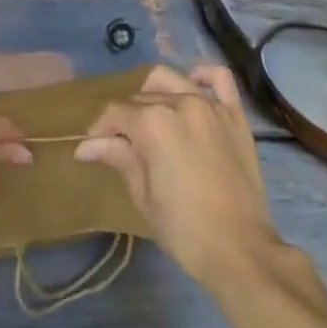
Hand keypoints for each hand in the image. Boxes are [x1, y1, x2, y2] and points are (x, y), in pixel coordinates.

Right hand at [75, 64, 283, 290]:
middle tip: (124, 145)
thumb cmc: (185, 230)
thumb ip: (119, 158)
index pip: (116, 112)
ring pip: (173, 81)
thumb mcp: (143, 195)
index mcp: (152, 123)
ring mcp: (210, 106)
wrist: (241, 251)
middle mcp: (180, 103)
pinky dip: (203, 76)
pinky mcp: (235, 115)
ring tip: (153, 119)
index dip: (101, 129)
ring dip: (156, 95)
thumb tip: (85, 146)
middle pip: (142, 98)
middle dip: (127, 118)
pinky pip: (220, 79)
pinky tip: (192, 86)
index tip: (95, 147)